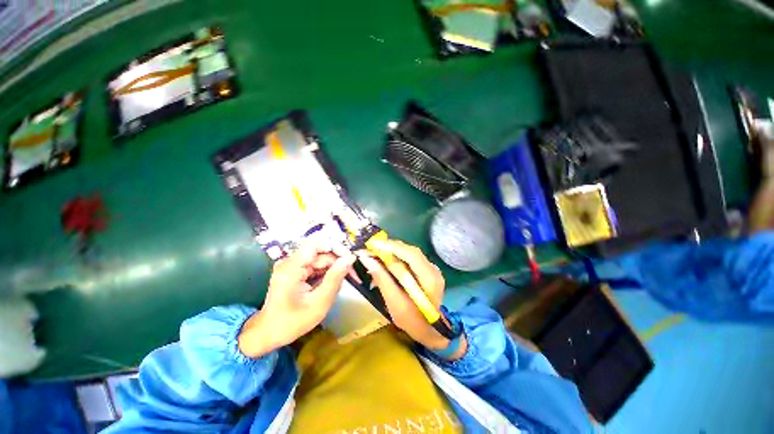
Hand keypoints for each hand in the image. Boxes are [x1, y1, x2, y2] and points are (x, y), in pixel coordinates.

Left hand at [238, 243, 355, 357]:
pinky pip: (315, 265)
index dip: (335, 247)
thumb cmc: (292, 322)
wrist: (269, 333)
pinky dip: (327, 272)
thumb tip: (350, 259)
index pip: (316, 245)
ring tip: (344, 280)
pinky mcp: (295, 270)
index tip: (350, 258)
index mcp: (291, 268)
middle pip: (320, 252)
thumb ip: (335, 279)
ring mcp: (292, 265)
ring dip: (334, 267)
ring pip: (320, 259)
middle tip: (352, 273)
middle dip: (338, 261)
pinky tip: (332, 282)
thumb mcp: (319, 302)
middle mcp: (290, 262)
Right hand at [357, 240, 465, 358]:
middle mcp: (433, 269)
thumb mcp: (395, 303)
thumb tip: (367, 260)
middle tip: (371, 248)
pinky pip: (410, 258)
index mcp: (430, 279)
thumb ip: (382, 280)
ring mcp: (431, 268)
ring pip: (409, 253)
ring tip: (375, 253)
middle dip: (390, 247)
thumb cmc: (413, 321)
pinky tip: (385, 261)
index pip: (412, 255)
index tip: (374, 244)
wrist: (430, 329)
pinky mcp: (426, 270)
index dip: (393, 247)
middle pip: (410, 251)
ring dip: (392, 251)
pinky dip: (397, 257)